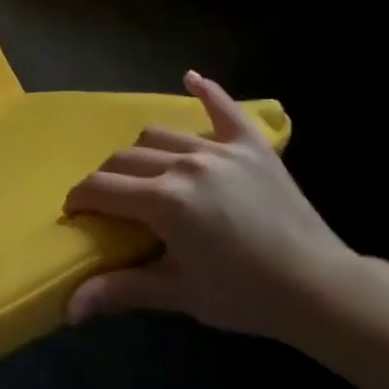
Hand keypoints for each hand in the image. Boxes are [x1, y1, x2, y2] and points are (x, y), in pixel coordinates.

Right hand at [64, 70, 354, 340]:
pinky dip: (206, 92)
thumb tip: (69, 309)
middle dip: (106, 178)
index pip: (101, 188)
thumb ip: (120, 291)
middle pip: (124, 158)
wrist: (319, 289)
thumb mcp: (178, 294)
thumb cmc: (244, 296)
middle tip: (110, 203)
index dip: (79, 199)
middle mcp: (185, 164)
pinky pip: (224, 108)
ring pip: (159, 134)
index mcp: (163, 201)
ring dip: (141, 152)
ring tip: (145, 173)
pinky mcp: (251, 145)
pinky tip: (190, 79)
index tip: (76, 214)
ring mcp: (219, 150)